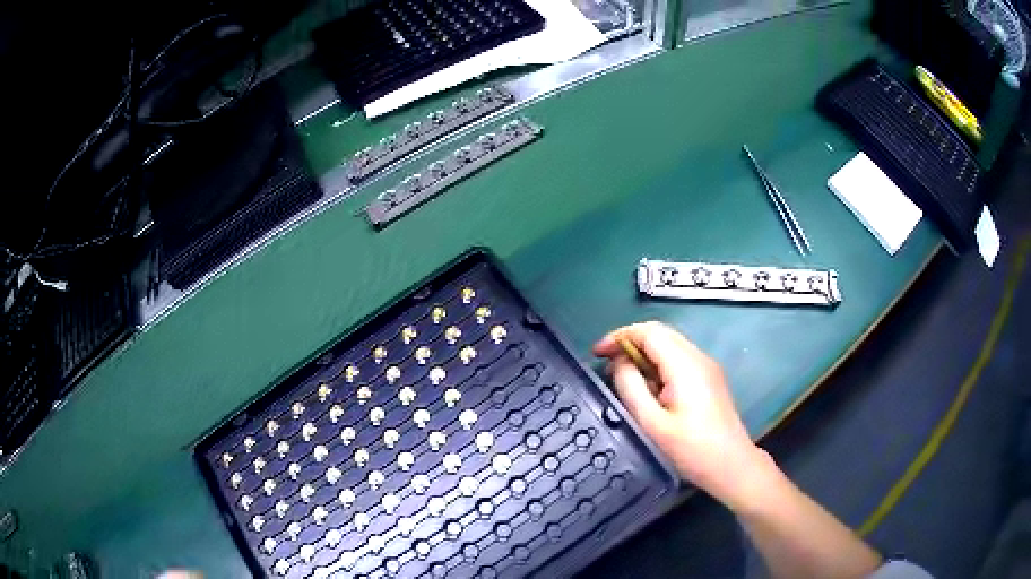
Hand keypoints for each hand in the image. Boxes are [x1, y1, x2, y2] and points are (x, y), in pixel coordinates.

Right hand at [594, 322, 770, 506]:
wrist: (731, 465)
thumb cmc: (691, 449)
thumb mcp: (652, 423)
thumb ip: (630, 387)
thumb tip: (619, 363)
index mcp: (685, 365)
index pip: (648, 332)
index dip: (619, 337)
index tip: (598, 353)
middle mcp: (698, 357)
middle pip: (660, 333)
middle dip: (629, 343)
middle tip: (606, 363)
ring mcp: (707, 367)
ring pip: (669, 345)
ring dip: (644, 354)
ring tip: (624, 378)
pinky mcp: (709, 378)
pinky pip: (679, 359)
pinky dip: (658, 364)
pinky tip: (649, 388)